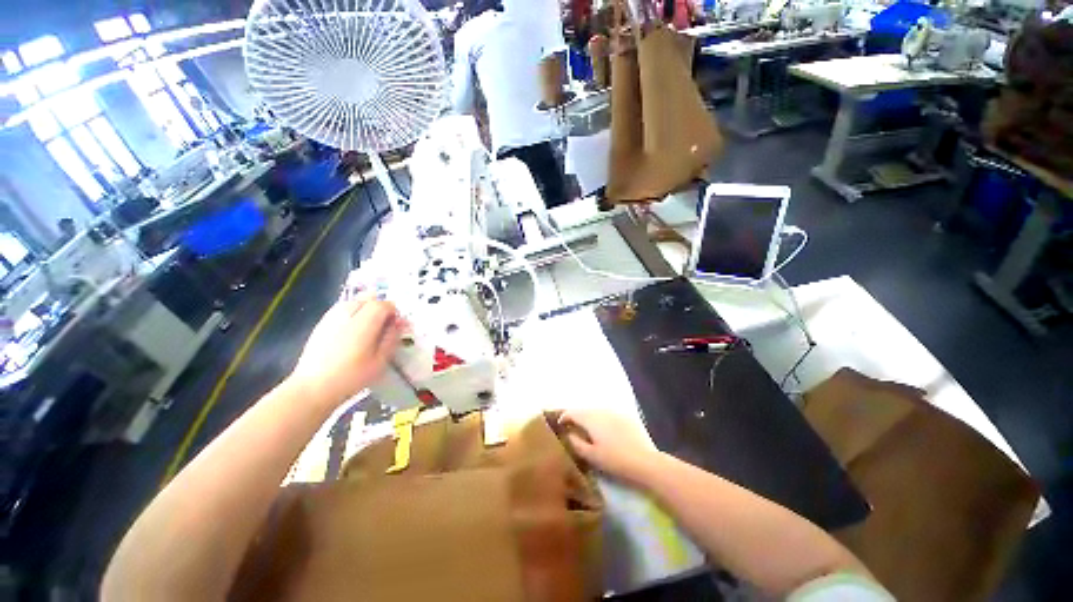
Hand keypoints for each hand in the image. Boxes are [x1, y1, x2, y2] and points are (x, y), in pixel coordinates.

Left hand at [289, 299, 404, 406]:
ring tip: (369, 327)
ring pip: (354, 301)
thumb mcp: (380, 360)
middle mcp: (347, 314)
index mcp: (364, 323)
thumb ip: (391, 338)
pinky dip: (353, 313)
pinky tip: (352, 331)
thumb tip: (399, 323)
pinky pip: (342, 309)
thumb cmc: (351, 376)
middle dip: (380, 307)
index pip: (384, 304)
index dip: (394, 312)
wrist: (313, 387)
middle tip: (384, 326)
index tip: (396, 325)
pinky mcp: (322, 323)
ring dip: (366, 309)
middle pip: (368, 298)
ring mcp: (332, 317)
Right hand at [558, 410, 663, 486]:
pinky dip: (601, 419)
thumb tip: (568, 434)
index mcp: (591, 418)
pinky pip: (608, 414)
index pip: (572, 412)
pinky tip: (604, 431)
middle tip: (572, 428)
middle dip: (576, 417)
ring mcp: (615, 412)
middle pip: (584, 410)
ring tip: (587, 430)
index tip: (559, 425)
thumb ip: (576, 443)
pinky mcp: (626, 416)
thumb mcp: (591, 456)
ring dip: (589, 418)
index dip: (563, 417)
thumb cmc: (615, 460)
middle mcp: (601, 410)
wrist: (645, 462)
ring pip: (596, 411)